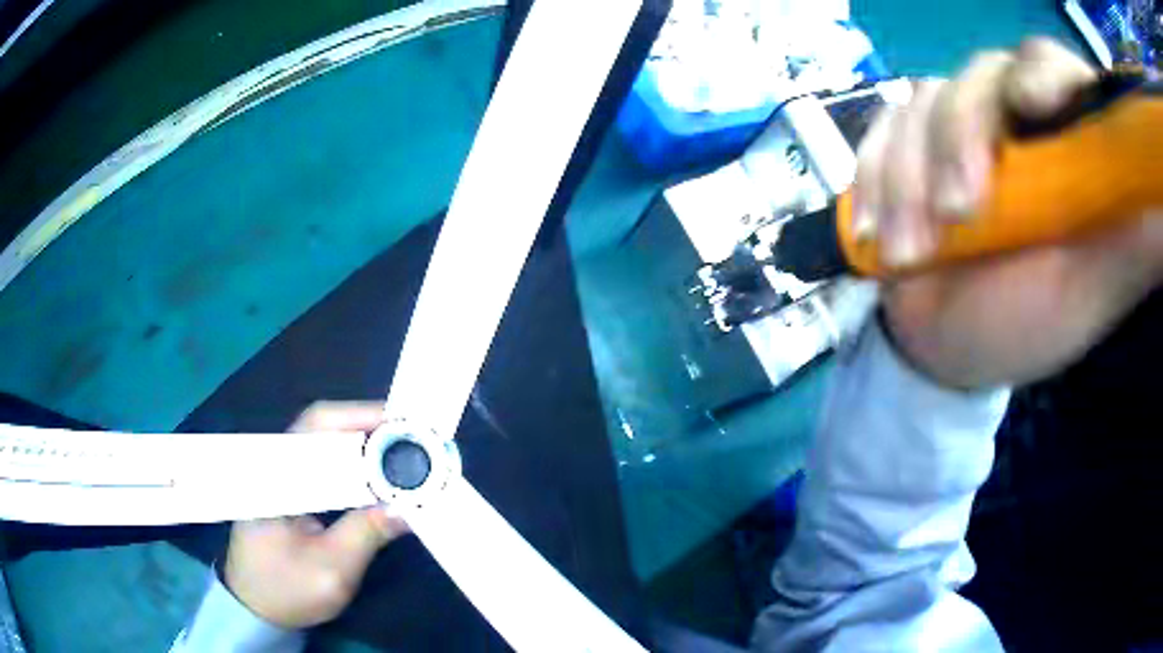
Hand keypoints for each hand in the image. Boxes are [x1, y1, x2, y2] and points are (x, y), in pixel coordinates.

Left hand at [224, 402, 408, 628]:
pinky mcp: (293, 492)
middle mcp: (278, 463)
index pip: (317, 424)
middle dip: (371, 430)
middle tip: (416, 442)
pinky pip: (327, 468)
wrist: (257, 609)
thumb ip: (366, 533)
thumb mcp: (331, 569)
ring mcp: (284, 476)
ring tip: (407, 457)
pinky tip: (382, 480)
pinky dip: (357, 469)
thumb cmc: (286, 590)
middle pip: (325, 428)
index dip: (361, 416)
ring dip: (367, 448)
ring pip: (329, 446)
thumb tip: (408, 507)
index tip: (404, 425)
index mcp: (277, 473)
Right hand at [857, 38, 1162, 388]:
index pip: (1050, 67)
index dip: (1042, 76)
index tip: (1031, 109)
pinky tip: (875, 230)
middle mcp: (1010, 116)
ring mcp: (953, 126)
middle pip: (978, 77)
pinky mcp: (904, 145)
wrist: (952, 350)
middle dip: (960, 139)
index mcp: (1063, 141)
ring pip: (920, 104)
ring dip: (908, 177)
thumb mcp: (1095, 289)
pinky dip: (871, 178)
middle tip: (959, 217)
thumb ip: (1139, 241)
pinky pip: (878, 132)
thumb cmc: (1031, 323)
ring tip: (909, 253)